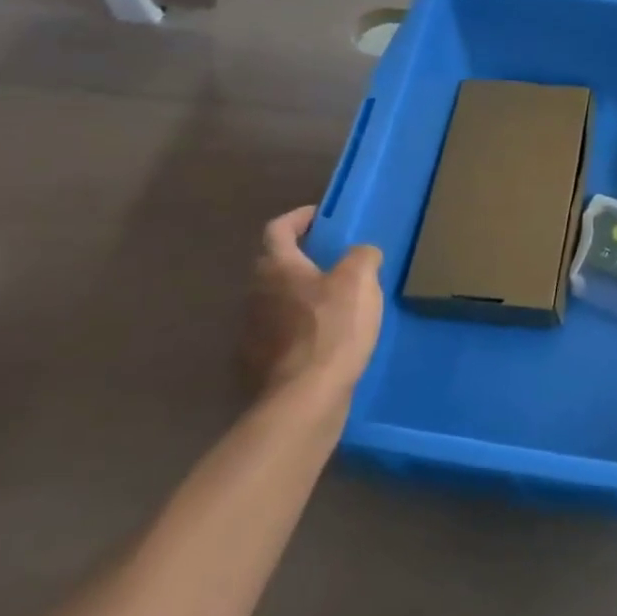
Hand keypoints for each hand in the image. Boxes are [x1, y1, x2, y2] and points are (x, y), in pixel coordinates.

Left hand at [245, 208, 383, 410]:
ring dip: (301, 294)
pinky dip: (299, 328)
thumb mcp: (360, 281)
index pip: (278, 229)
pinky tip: (325, 339)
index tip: (320, 216)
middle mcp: (256, 294)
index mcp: (278, 268)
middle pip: (275, 265)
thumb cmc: (333, 329)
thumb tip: (362, 254)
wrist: (305, 399)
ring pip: (277, 300)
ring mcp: (253, 331)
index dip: (299, 218)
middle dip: (301, 258)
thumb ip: (362, 257)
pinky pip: (280, 333)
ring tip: (335, 301)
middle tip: (334, 259)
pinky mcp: (260, 363)